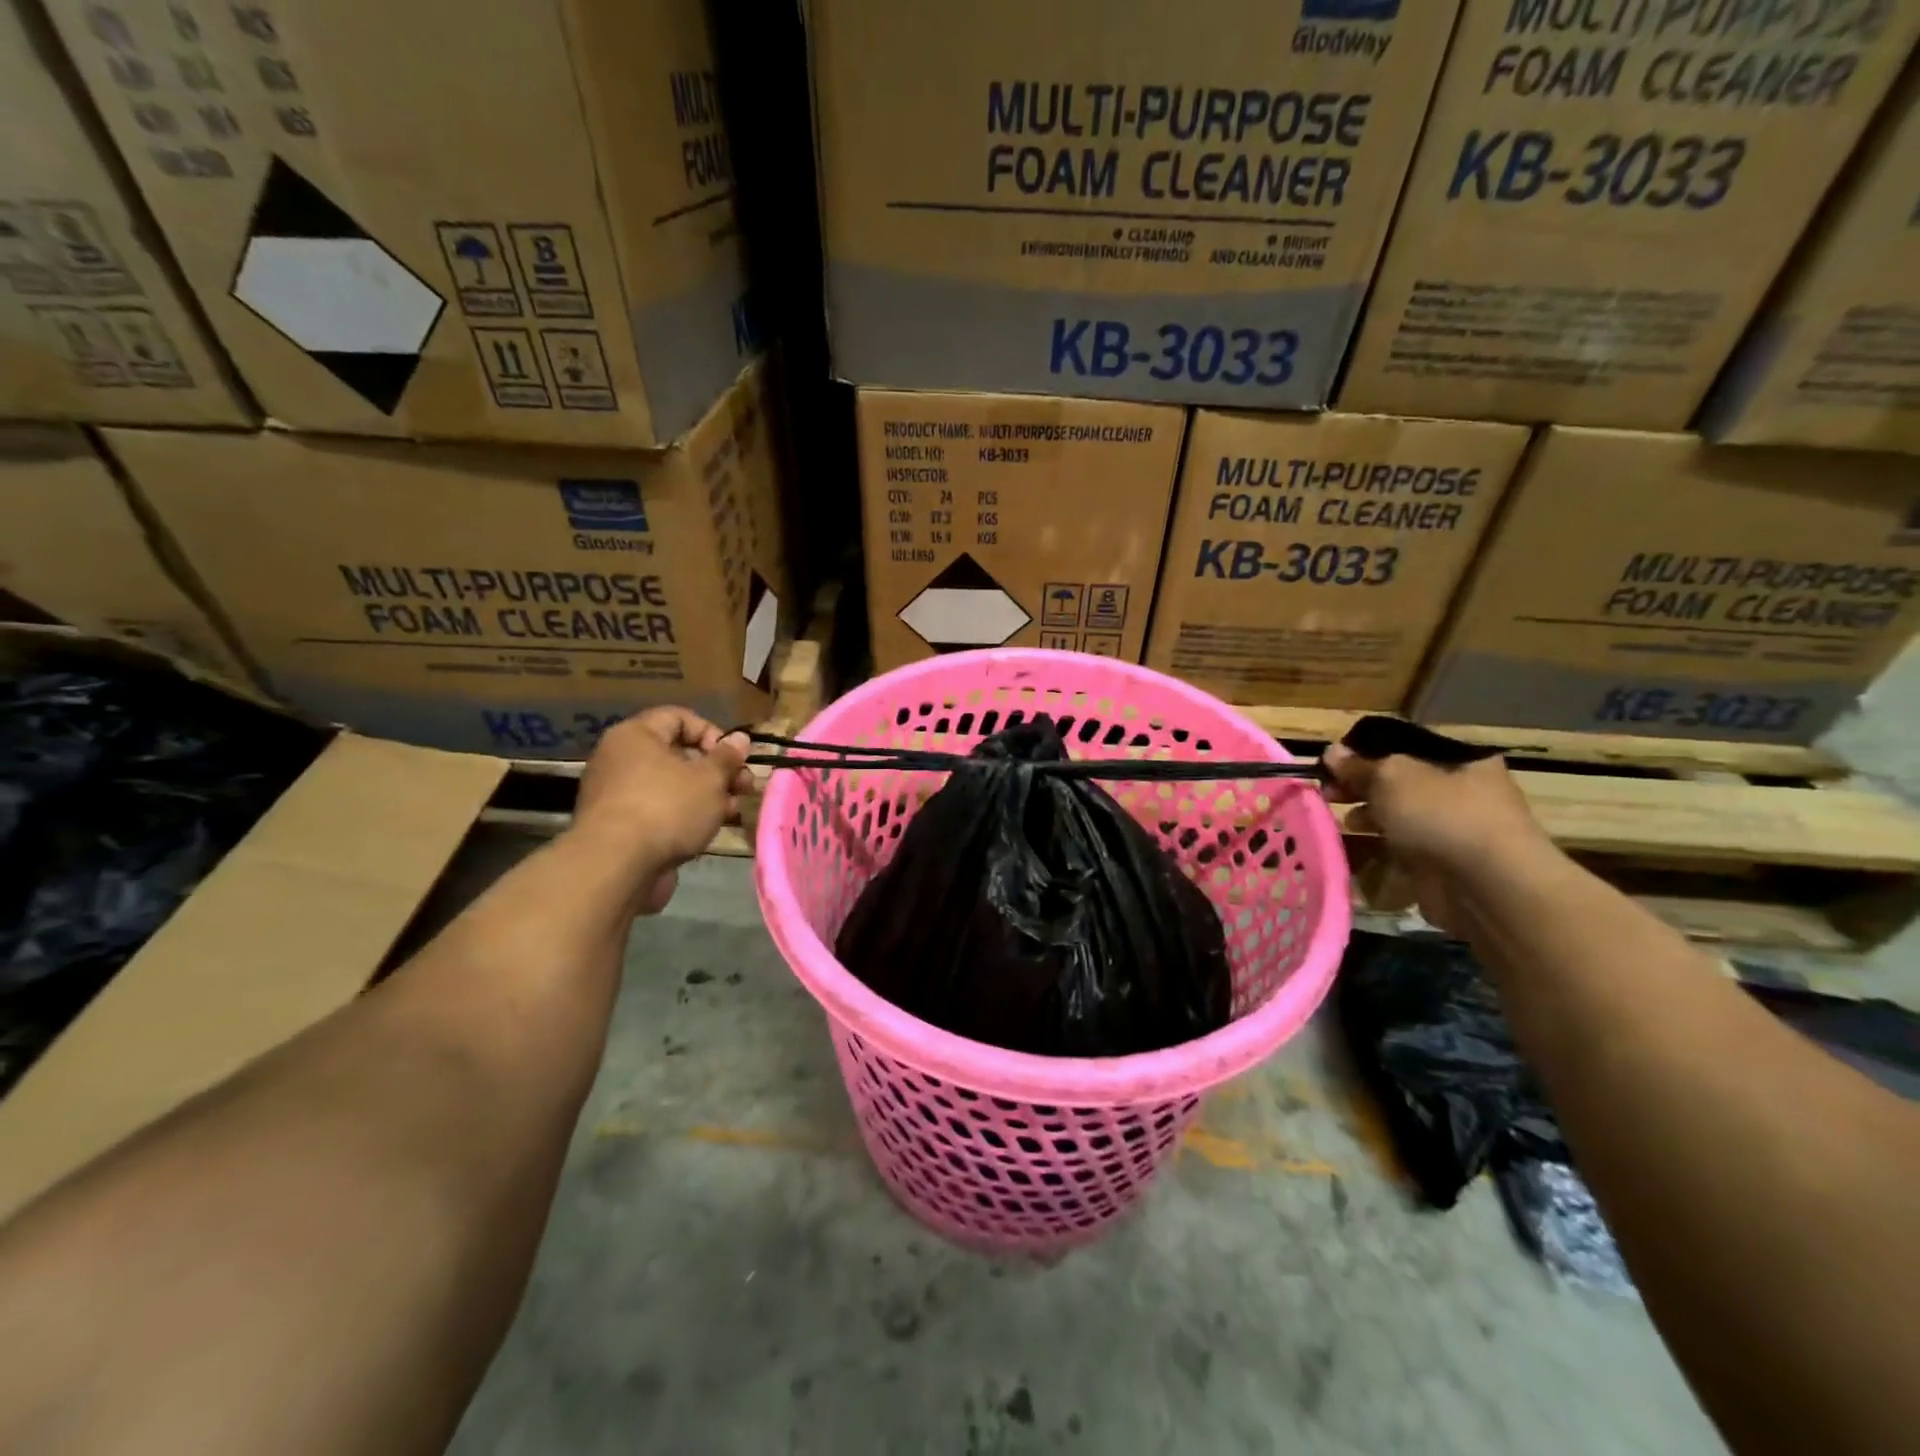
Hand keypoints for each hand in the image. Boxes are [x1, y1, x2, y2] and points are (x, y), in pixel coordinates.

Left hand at [572, 707, 751, 914]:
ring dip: (706, 795)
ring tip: (732, 812)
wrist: (617, 866)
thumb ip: (727, 757)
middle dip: (716, 770)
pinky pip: (659, 809)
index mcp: (636, 735)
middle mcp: (620, 758)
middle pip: (678, 753)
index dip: (712, 732)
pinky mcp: (620, 825)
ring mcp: (617, 793)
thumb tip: (739, 739)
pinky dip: (684, 815)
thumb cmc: (667, 808)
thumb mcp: (710, 778)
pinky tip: (708, 830)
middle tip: (743, 787)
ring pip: (672, 785)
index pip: (679, 717)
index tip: (733, 757)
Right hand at [1321, 744, 1550, 932]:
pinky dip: (1377, 846)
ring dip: (1367, 816)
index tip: (1332, 764)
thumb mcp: (1392, 777)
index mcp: (1460, 760)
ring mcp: (1452, 829)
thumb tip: (1330, 752)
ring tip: (1341, 822)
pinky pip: (1401, 846)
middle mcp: (1461, 791)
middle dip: (1360, 786)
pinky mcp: (1441, 863)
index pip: (1404, 746)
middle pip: (1398, 782)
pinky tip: (1354, 847)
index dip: (1365, 751)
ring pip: (1398, 815)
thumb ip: (1359, 765)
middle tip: (1327, 794)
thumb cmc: (1442, 815)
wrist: (1486, 887)